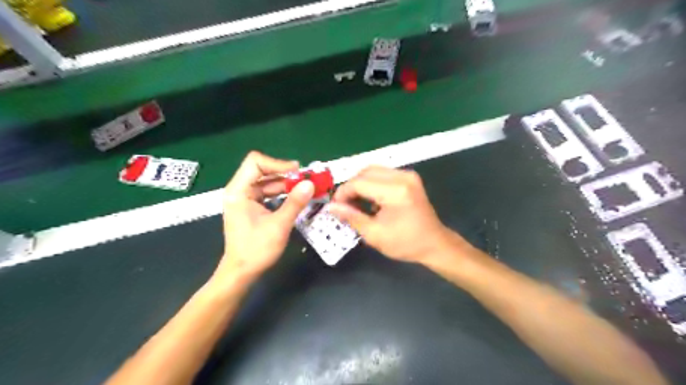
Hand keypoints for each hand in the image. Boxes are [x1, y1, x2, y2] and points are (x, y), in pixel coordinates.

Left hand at [216, 152, 314, 282]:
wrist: (242, 272)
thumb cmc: (256, 249)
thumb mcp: (279, 225)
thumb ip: (295, 202)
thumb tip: (310, 184)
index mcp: (238, 191)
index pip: (255, 163)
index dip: (277, 164)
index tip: (298, 172)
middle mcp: (239, 191)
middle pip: (262, 171)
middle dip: (285, 174)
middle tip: (306, 180)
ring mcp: (244, 199)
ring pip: (266, 182)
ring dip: (285, 184)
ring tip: (305, 188)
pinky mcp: (250, 207)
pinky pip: (267, 193)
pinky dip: (281, 193)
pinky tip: (295, 198)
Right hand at [328, 167, 457, 262]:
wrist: (434, 244)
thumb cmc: (405, 243)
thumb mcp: (374, 234)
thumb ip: (351, 217)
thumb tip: (331, 207)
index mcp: (395, 191)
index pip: (359, 182)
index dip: (343, 193)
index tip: (335, 207)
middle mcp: (402, 176)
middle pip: (365, 171)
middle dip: (351, 187)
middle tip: (345, 205)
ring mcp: (408, 175)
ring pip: (373, 170)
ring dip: (361, 184)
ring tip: (356, 203)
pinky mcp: (409, 178)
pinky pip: (383, 174)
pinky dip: (372, 184)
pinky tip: (370, 200)